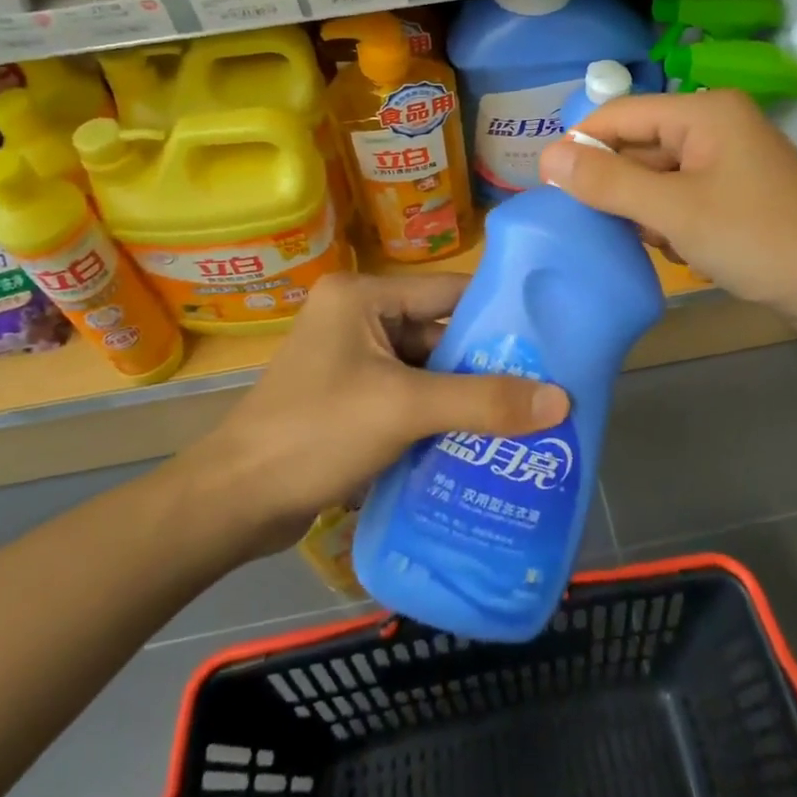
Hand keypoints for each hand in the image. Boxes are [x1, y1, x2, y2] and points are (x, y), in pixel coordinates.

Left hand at [185, 271, 569, 554]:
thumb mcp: (404, 409)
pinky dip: (439, 419)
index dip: (498, 315)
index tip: (550, 338)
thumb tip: (562, 401)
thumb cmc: (315, 433)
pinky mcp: (350, 400)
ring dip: (465, 398)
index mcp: (363, 296)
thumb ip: (483, 403)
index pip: (447, 292)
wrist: (234, 504)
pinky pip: (408, 399)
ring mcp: (352, 362)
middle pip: (439, 335)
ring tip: (526, 419)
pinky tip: (480, 442)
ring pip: (426, 372)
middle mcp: (358, 319)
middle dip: (485, 366)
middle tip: (546, 389)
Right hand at [537, 88, 796, 341]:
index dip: (580, 146)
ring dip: (645, 212)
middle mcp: (714, 127)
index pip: (619, 115)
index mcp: (703, 113)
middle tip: (595, 226)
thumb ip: (608, 182)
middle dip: (617, 188)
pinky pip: (682, 200)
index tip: (547, 186)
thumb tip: (547, 157)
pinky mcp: (736, 196)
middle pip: (638, 146)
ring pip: (657, 178)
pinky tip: (683, 253)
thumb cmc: (760, 240)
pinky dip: (671, 225)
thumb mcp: (674, 212)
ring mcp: (728, 163)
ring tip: (656, 243)